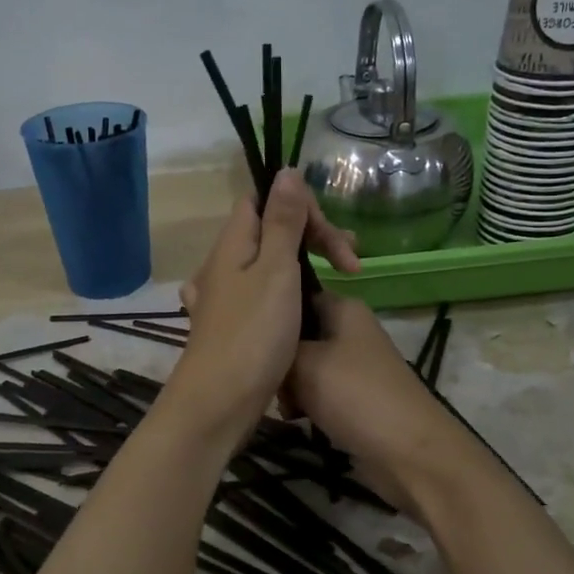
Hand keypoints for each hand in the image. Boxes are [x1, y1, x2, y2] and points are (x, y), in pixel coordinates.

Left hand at [168, 170, 359, 441]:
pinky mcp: (237, 324)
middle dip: (314, 237)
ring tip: (343, 281)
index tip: (331, 236)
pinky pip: (267, 293)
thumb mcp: (275, 270)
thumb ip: (282, 221)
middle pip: (271, 230)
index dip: (300, 206)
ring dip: (307, 264)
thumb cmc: (252, 333)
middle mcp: (226, 263)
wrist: (220, 402)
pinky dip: (292, 292)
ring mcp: (229, 296)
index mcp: (233, 242)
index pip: (264, 199)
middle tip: (353, 263)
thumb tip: (285, 171)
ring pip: (272, 263)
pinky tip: (308, 305)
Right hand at [284, 293, 469, 516]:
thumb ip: (277, 347)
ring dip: (289, 386)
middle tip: (266, 377)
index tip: (247, 330)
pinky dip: (306, 405)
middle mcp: (350, 331)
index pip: (298, 294)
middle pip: (299, 334)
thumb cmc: (355, 395)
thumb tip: (262, 344)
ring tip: (283, 405)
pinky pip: (318, 393)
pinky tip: (296, 420)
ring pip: (305, 367)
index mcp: (344, 309)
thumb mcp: (305, 362)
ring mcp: (354, 366)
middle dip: (278, 356)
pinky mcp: (354, 399)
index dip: (273, 309)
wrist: (408, 451)